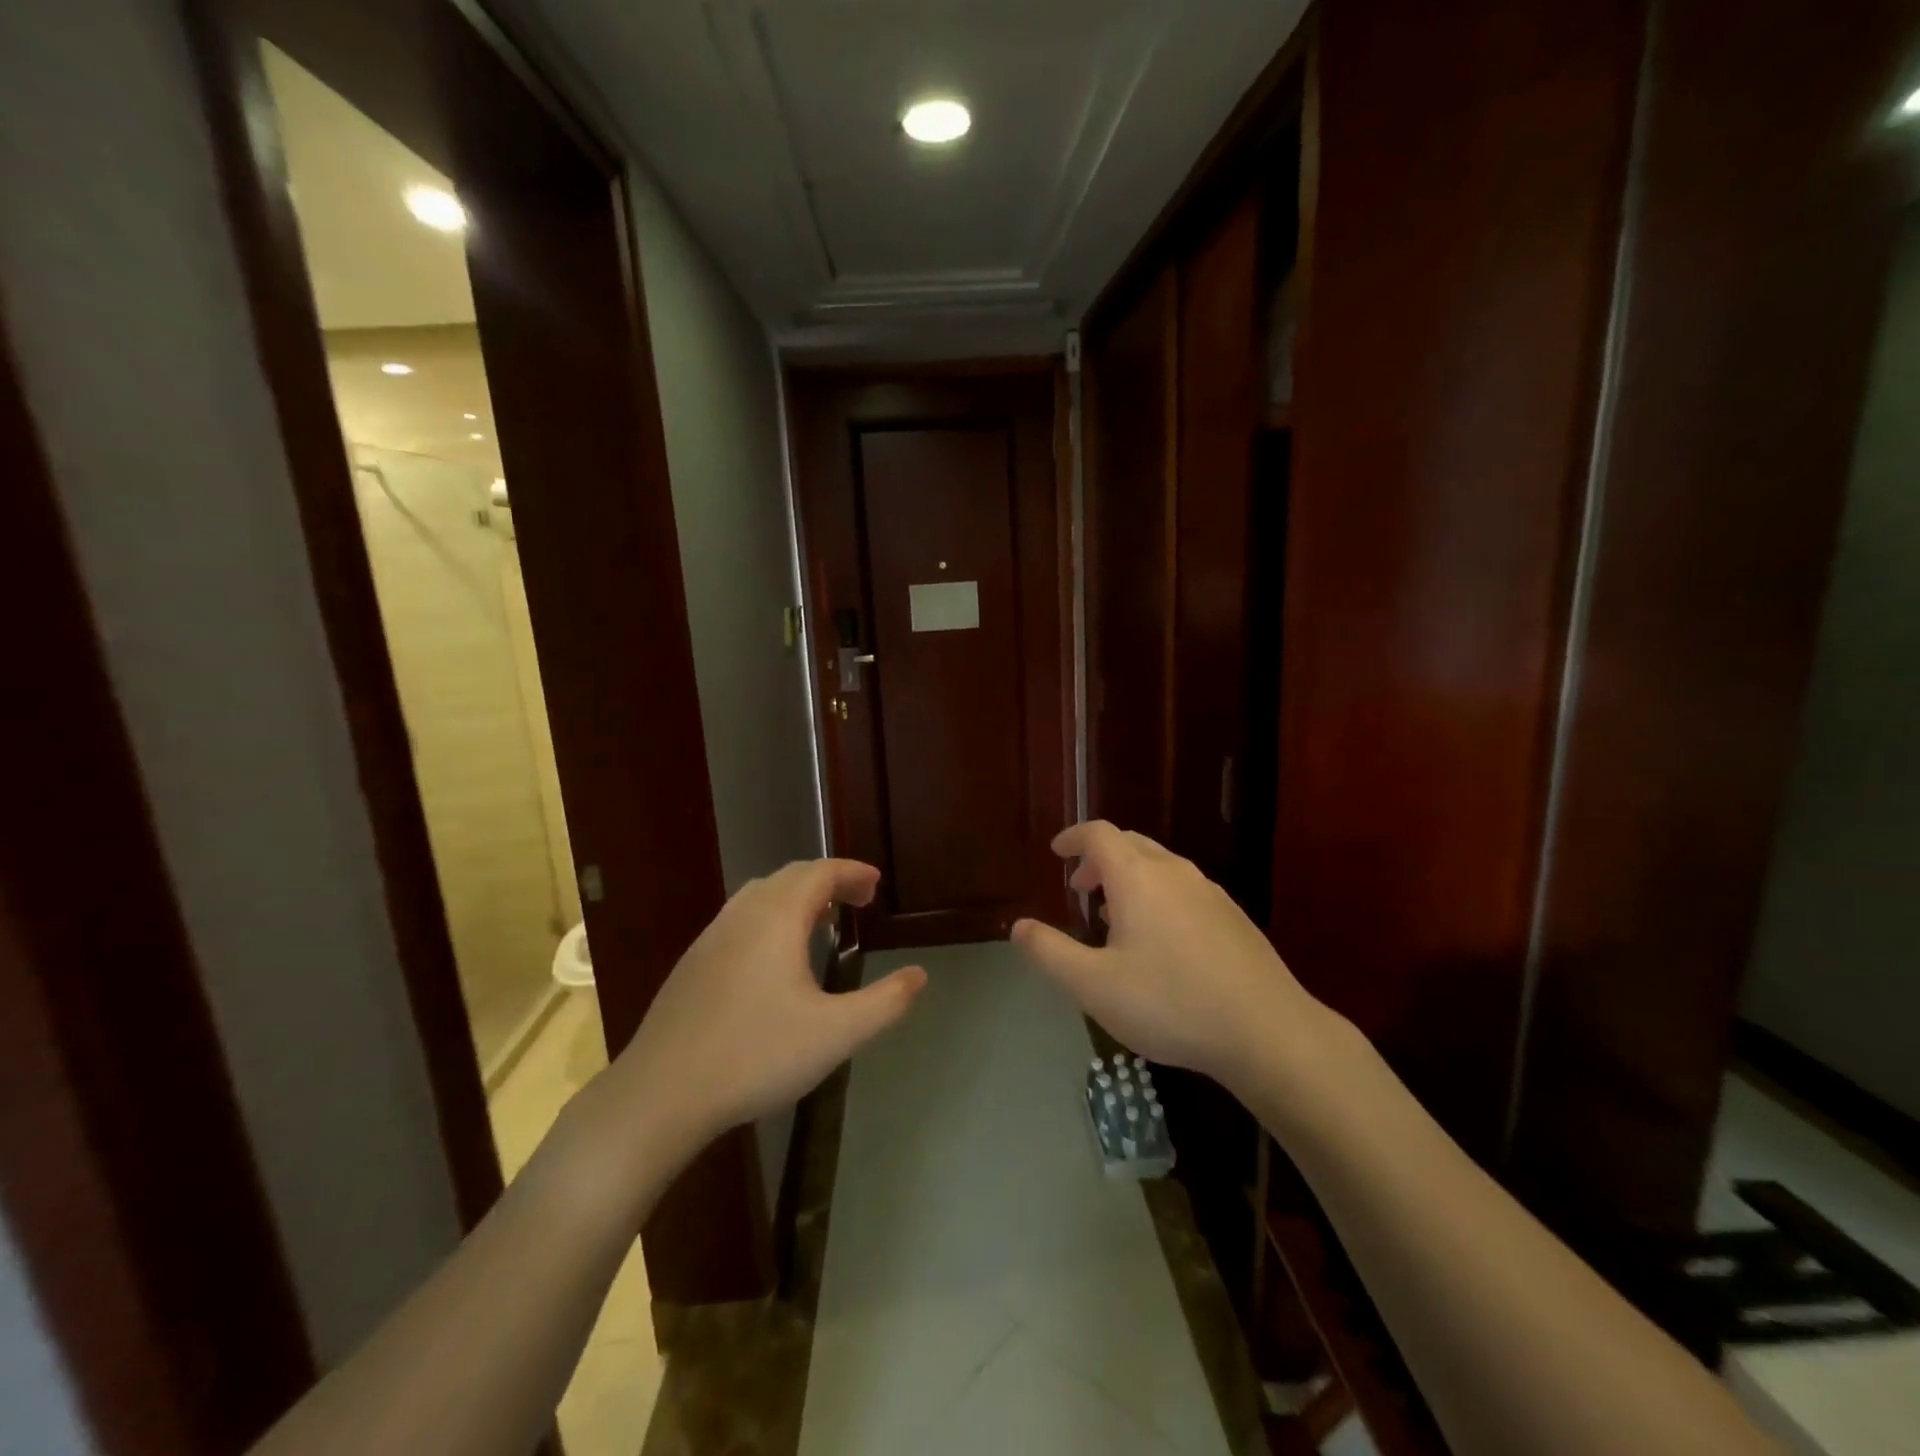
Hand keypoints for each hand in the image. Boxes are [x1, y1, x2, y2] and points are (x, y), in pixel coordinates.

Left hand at [614, 860, 925, 1143]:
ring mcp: (712, 937)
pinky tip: (775, 960)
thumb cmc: (756, 1055)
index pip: (821, 872)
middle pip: (791, 876)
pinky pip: (741, 918)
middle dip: (829, 881)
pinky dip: (770, 917)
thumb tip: (920, 975)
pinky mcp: (693, 963)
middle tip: (858, 902)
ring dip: (797, 898)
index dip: (852, 872)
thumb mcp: (836, 1034)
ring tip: (822, 923)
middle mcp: (743, 914)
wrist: (661, 1093)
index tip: (876, 885)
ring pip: (761, 895)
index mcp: (777, 918)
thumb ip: (885, 1002)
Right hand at [1011, 822, 1329, 1091]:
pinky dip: (1157, 895)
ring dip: (1129, 878)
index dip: (1073, 837)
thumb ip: (1050, 952)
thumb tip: (1019, 927)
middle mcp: (1174, 872)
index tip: (1056, 851)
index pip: (1099, 834)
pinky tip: (1160, 939)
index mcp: (1138, 877)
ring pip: (1160, 866)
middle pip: (1130, 844)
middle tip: (1079, 886)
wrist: (1268, 1031)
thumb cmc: (1170, 1003)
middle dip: (1099, 858)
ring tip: (1113, 914)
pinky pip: (1183, 888)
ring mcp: (1209, 892)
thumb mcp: (1094, 985)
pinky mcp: (1233, 917)